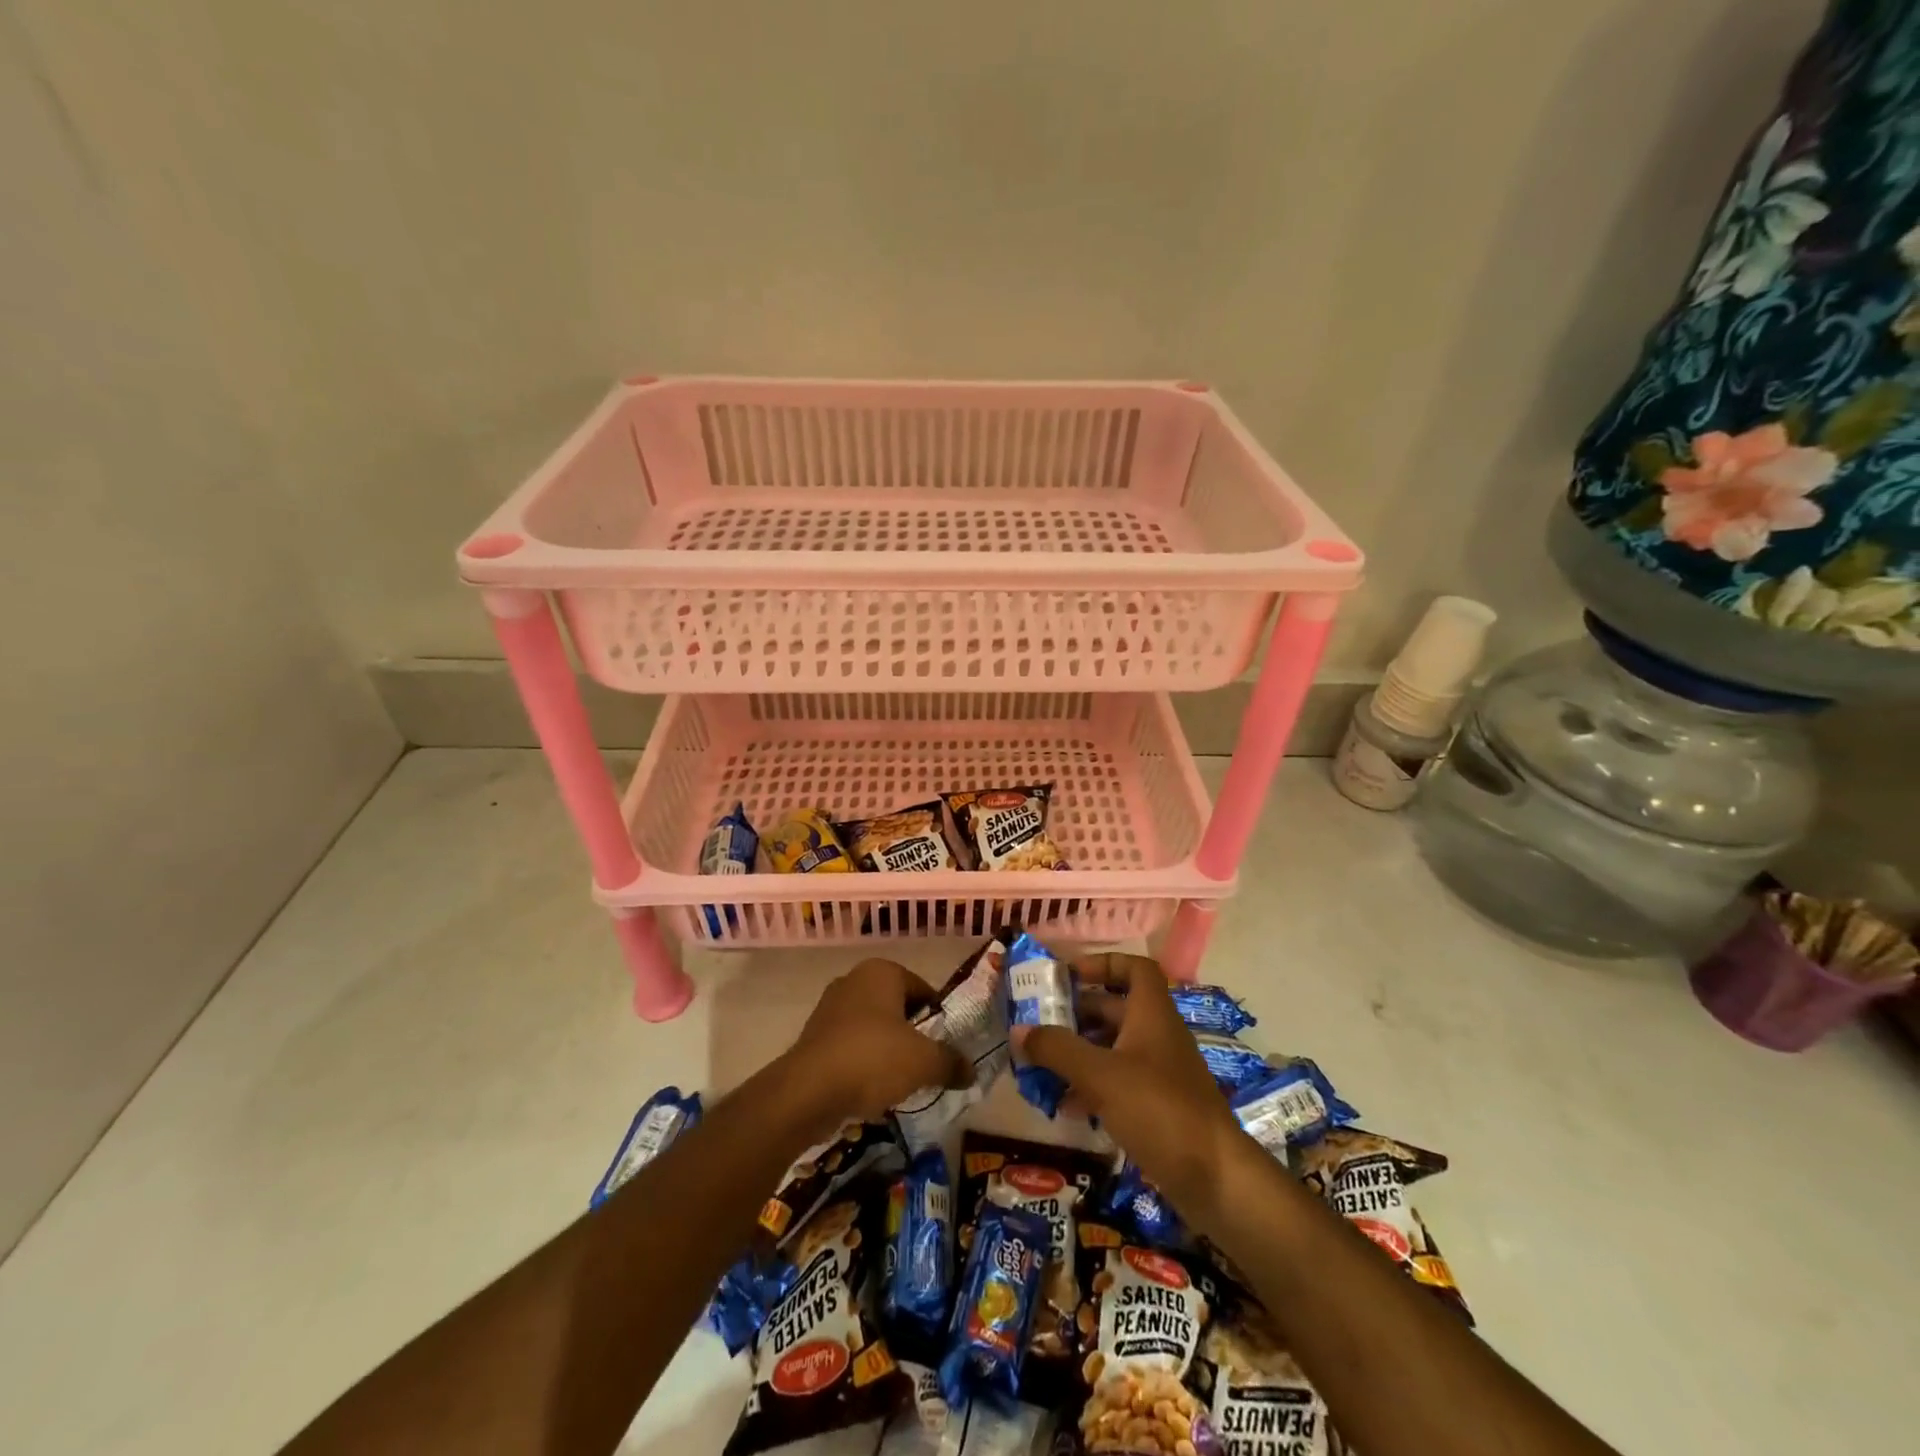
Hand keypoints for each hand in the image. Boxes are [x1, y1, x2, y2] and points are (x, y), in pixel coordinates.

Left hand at [783, 958, 970, 1130]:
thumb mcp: (924, 1062)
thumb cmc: (872, 1059)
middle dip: (912, 1034)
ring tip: (901, 1081)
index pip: (923, 989)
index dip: (938, 1018)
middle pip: (897, 1007)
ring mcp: (829, 1007)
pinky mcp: (813, 1036)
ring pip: (872, 1027)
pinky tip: (871, 1090)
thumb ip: (951, 1062)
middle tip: (927, 1064)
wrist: (807, 1091)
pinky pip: (850, 1046)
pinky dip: (863, 1063)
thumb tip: (972, 1070)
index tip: (946, 1046)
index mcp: (882, 971)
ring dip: (887, 1050)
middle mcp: (854, 980)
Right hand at [1013, 954, 1241, 1223]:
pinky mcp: (1158, 1107)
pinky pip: (1118, 1083)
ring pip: (1113, 1048)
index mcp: (1151, 1014)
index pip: (1135, 968)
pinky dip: (1092, 1087)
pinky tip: (1065, 1107)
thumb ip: (1058, 1049)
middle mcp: (1157, 1035)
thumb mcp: (1100, 1075)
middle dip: (1077, 1013)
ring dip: (1079, 1053)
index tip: (1068, 976)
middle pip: (1116, 1009)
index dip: (1103, 963)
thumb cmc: (1159, 1109)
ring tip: (1041, 1065)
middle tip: (1039, 1023)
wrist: (1215, 1178)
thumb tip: (1019, 1029)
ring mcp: (1160, 1072)